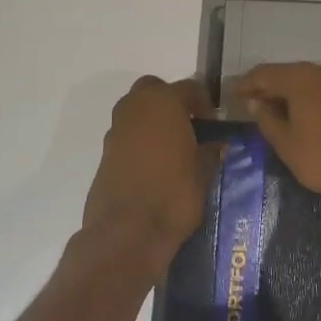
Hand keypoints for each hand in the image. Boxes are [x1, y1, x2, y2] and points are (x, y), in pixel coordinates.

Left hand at [82, 76, 218, 277]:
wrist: (127, 233)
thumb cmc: (174, 195)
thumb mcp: (204, 172)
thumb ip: (211, 152)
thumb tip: (216, 144)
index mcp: (164, 103)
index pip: (189, 87)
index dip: (204, 103)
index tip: (214, 122)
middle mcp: (135, 108)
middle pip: (154, 89)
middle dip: (170, 101)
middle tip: (189, 126)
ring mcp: (116, 130)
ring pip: (136, 110)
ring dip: (153, 120)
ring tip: (172, 147)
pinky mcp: (104, 154)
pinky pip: (126, 135)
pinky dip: (139, 140)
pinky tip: (154, 165)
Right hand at [232, 63, 320, 205]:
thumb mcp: (288, 145)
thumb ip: (268, 121)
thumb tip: (255, 103)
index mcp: (300, 79)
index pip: (264, 73)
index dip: (245, 84)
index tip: (231, 95)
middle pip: (286, 74)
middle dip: (266, 88)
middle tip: (249, 105)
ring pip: (305, 82)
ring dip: (287, 94)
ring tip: (273, 113)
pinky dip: (306, 100)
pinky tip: (302, 117)